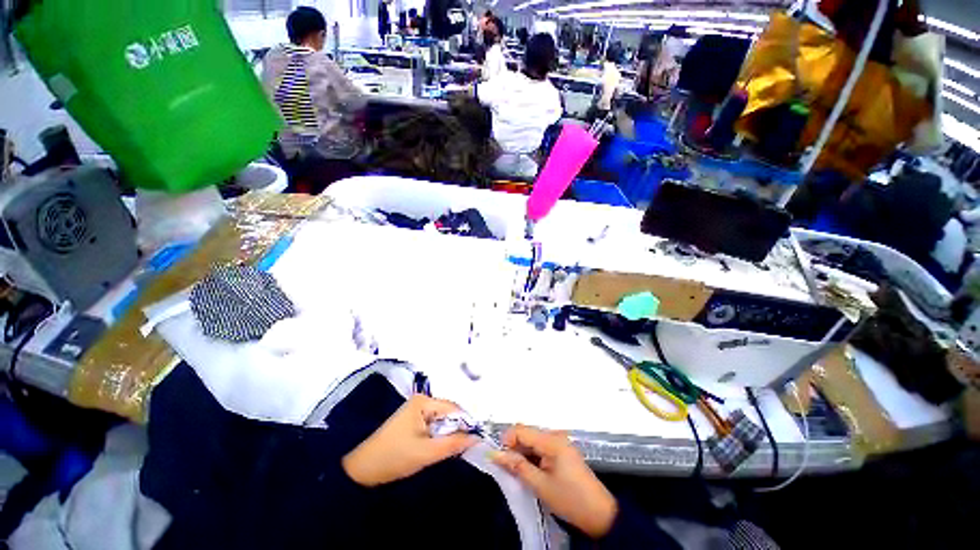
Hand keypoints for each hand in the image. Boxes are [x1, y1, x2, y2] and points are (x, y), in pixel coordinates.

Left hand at [342, 395, 477, 486]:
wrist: (361, 471)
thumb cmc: (393, 458)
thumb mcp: (426, 453)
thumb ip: (453, 444)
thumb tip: (476, 438)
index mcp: (423, 402)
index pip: (453, 408)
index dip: (466, 423)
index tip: (477, 439)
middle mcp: (421, 401)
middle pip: (448, 413)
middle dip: (457, 430)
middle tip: (466, 448)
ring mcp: (416, 411)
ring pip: (442, 421)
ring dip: (448, 435)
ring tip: (454, 450)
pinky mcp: (412, 422)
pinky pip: (433, 426)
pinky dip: (439, 437)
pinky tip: (439, 448)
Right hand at [491, 425, 617, 538]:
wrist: (600, 514)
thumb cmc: (570, 499)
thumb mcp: (540, 485)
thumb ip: (518, 467)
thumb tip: (496, 455)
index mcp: (552, 440)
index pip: (521, 430)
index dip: (507, 440)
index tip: (498, 457)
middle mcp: (555, 436)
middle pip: (527, 433)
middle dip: (513, 447)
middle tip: (506, 467)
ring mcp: (559, 443)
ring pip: (532, 441)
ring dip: (522, 453)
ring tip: (517, 471)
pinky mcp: (562, 451)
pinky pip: (541, 448)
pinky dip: (532, 457)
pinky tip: (529, 471)